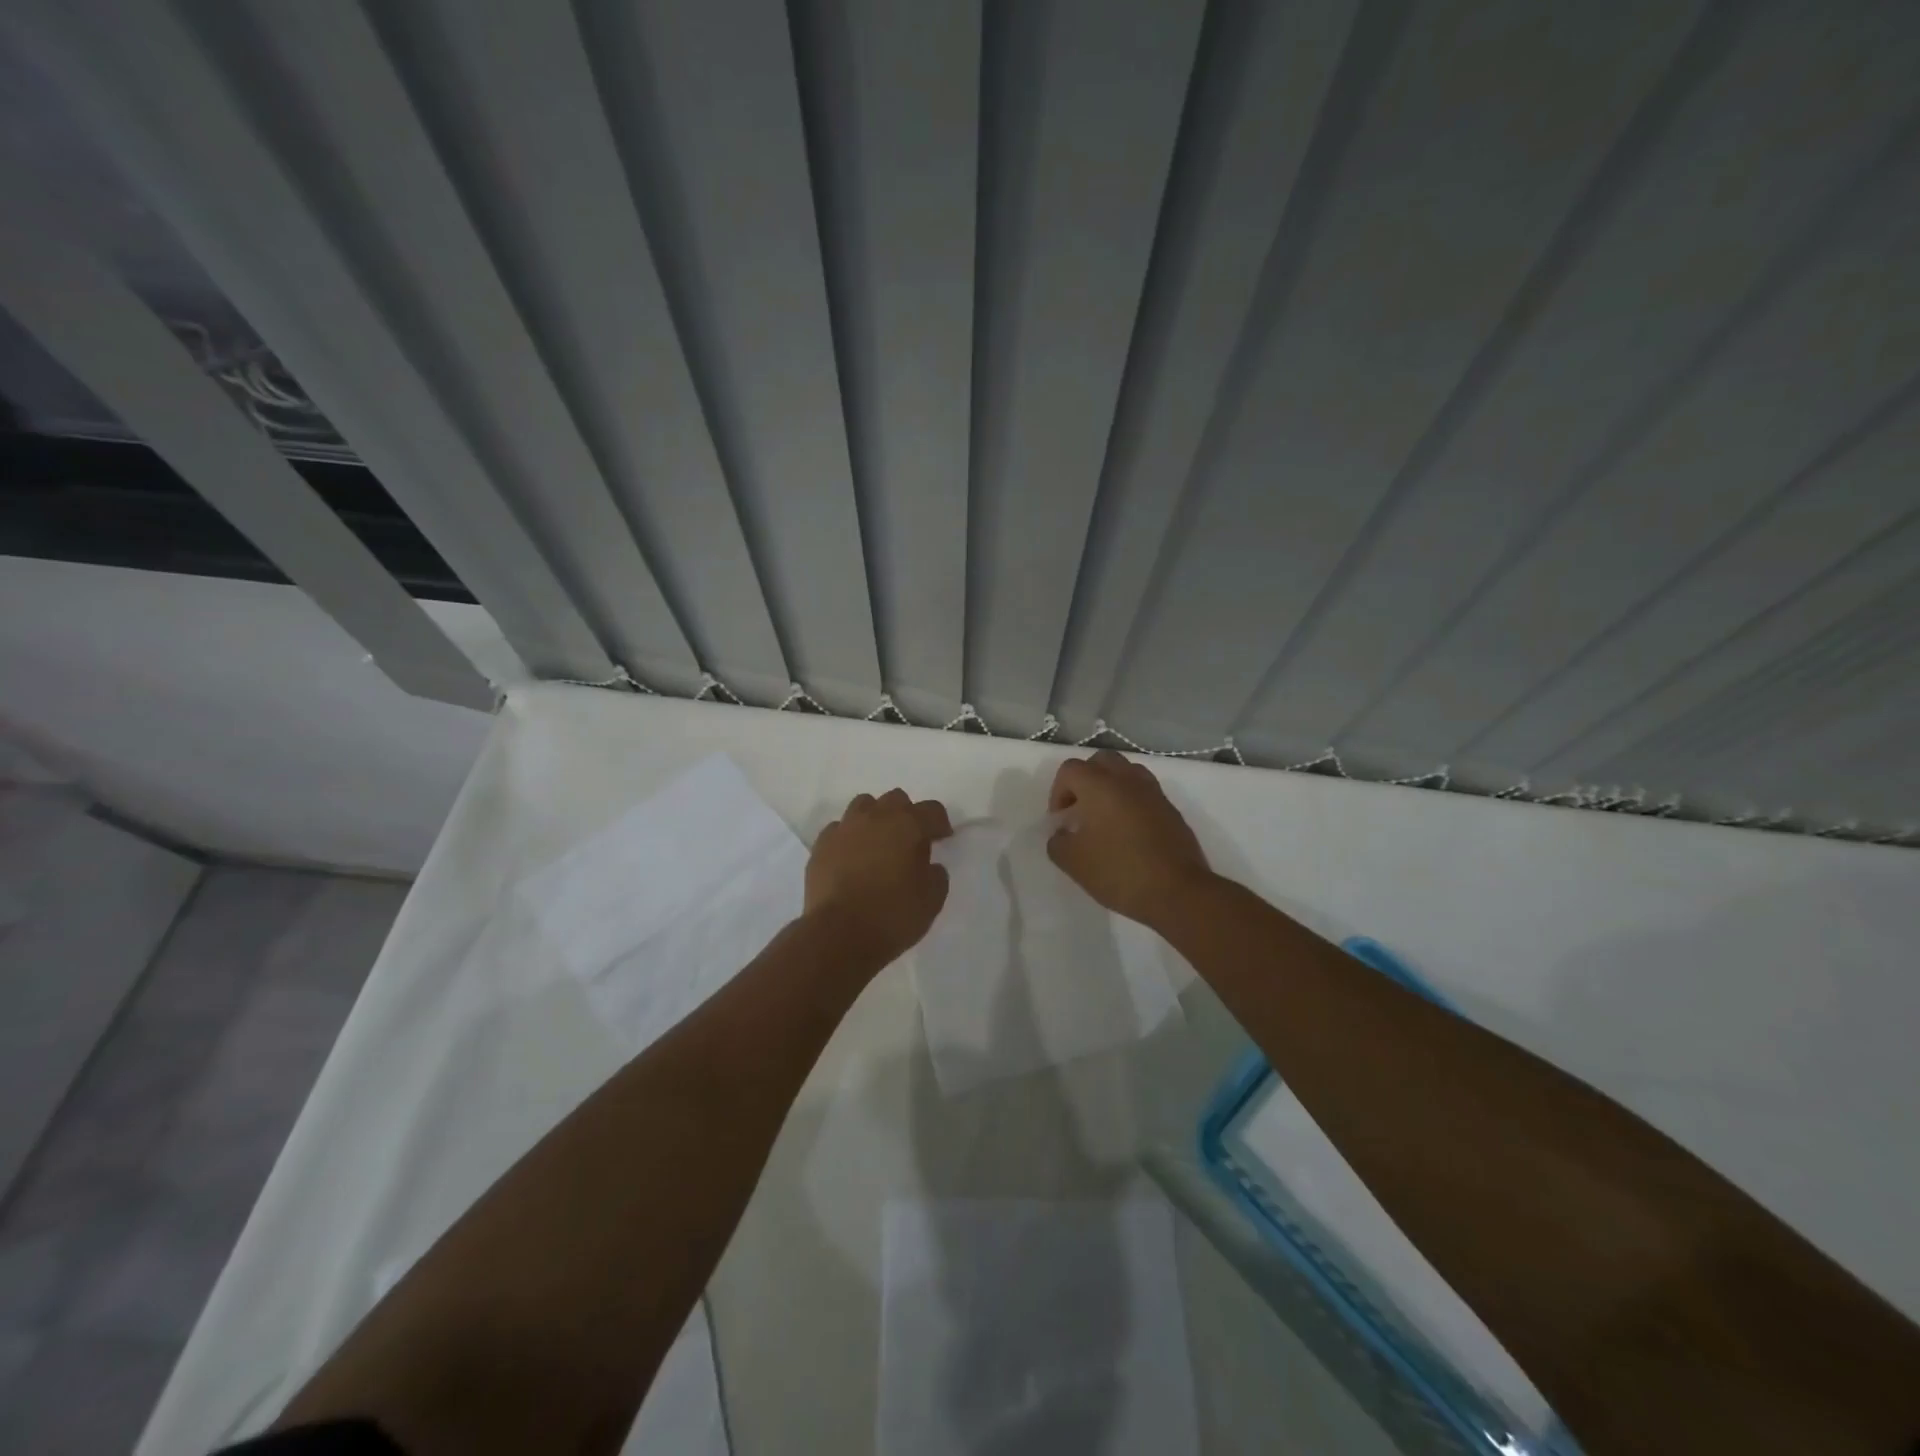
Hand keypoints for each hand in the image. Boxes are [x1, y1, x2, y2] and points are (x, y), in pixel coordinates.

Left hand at [805, 788, 952, 969]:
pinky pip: (839, 829)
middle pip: (895, 799)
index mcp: (907, 825)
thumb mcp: (932, 900)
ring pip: (863, 806)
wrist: (838, 935)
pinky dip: (849, 838)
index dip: (940, 823)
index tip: (943, 839)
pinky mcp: (821, 845)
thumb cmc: (892, 915)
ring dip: (875, 819)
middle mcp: (875, 817)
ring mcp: (844, 828)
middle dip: (906, 815)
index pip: (932, 810)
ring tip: (878, 844)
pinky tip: (851, 858)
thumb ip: (936, 875)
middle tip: (909, 841)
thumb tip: (929, 866)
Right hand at [1047, 751, 1213, 927]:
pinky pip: (1145, 793)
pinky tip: (1128, 833)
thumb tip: (1062, 834)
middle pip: (1101, 761)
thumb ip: (1058, 842)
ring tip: (1105, 819)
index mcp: (1100, 785)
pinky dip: (1132, 802)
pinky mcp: (1172, 810)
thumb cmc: (1119, 871)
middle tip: (1080, 810)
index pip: (1070, 769)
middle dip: (1085, 780)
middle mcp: (1128, 779)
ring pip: (1127, 773)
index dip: (1058, 792)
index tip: (1062, 821)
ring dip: (1111, 787)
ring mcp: (1154, 793)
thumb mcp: (1073, 862)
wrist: (1178, 891)